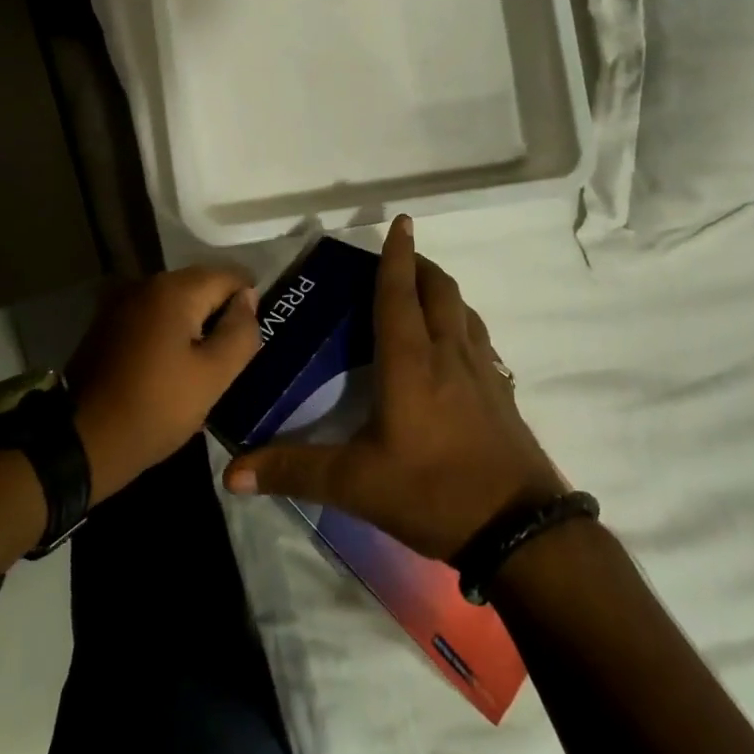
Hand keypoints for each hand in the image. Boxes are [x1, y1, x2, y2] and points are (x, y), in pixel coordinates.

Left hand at [68, 265, 260, 501]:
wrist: (82, 441)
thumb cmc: (156, 408)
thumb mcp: (213, 376)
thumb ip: (240, 332)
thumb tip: (248, 298)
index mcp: (174, 290)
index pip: (230, 276)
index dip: (250, 301)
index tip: (256, 333)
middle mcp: (145, 283)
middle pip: (201, 285)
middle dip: (222, 311)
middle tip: (235, 352)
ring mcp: (122, 302)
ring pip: (177, 301)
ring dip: (196, 322)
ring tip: (209, 360)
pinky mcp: (109, 322)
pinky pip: (154, 315)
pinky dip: (171, 330)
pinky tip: (175, 362)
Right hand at [222, 215, 565, 560]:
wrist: (521, 531)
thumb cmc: (434, 493)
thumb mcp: (356, 484)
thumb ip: (294, 470)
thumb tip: (231, 473)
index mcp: (410, 363)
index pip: (399, 294)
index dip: (397, 256)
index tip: (401, 221)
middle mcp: (449, 355)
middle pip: (440, 291)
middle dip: (421, 266)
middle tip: (401, 259)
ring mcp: (483, 373)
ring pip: (464, 312)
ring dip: (443, 292)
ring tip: (424, 294)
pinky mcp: (502, 395)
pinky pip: (480, 341)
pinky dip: (463, 325)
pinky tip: (454, 348)